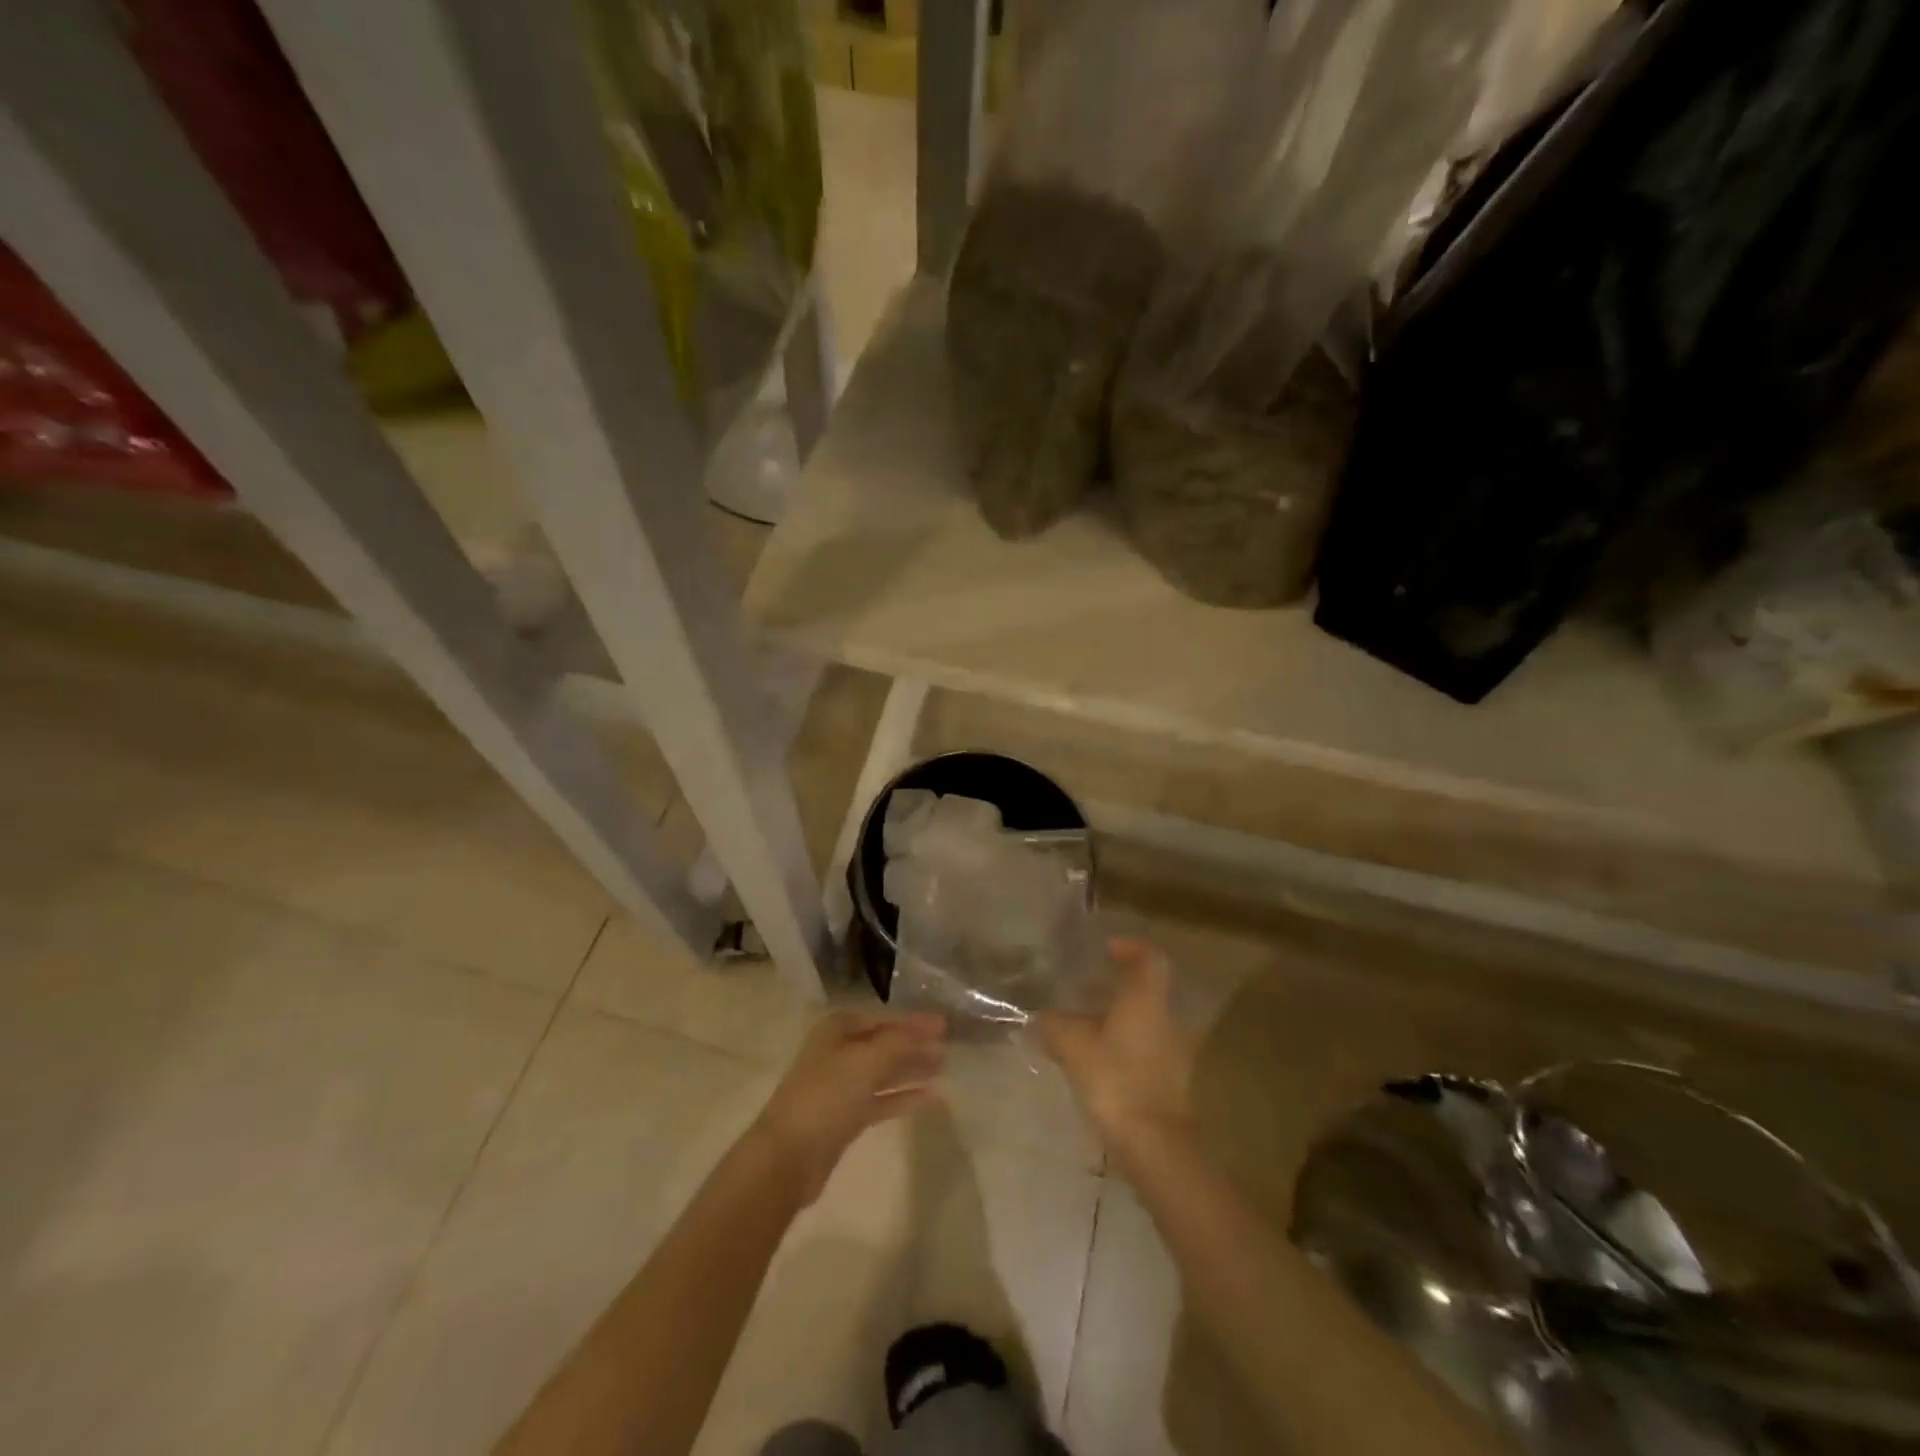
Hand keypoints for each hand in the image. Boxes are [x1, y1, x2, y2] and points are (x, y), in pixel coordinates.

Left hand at [752, 1011, 946, 1202]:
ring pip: (884, 1073)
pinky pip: (881, 1100)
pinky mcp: (845, 1119)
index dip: (913, 1022)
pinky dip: (904, 1097)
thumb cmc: (826, 1096)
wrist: (788, 1156)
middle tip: (950, 1048)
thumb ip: (902, 1041)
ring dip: (911, 1070)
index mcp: (837, 1030)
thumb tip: (936, 1023)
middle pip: (884, 1045)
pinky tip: (931, 1098)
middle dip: (915, 1046)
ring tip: (944, 1069)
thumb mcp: (866, 1060)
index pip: (883, 1020)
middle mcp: (838, 1053)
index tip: (944, 1026)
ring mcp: (841, 1087)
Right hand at [1037, 937, 1195, 1164]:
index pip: (1150, 957)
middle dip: (1118, 985)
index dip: (1130, 947)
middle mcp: (1166, 1017)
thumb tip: (1036, 1017)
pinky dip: (1123, 1042)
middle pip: (1147, 989)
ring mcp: (1172, 1050)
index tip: (1107, 948)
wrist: (1154, 1144)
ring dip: (1119, 1016)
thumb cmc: (1115, 1079)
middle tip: (1085, 986)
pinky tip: (1096, 1056)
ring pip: (1145, 1019)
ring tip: (1083, 1023)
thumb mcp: (1073, 1046)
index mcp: (1147, 999)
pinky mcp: (1169, 1079)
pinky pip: (1145, 1046)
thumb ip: (1053, 1025)